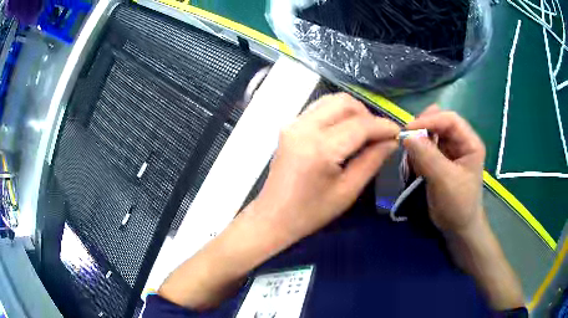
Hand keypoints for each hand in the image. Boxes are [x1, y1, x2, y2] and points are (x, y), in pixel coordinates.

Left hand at [252, 93, 399, 243]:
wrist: (273, 216)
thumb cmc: (311, 212)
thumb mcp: (348, 191)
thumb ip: (372, 160)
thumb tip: (391, 141)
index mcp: (320, 148)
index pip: (360, 124)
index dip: (383, 126)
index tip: (398, 132)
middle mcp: (304, 127)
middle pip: (345, 102)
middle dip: (368, 115)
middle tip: (379, 135)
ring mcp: (294, 124)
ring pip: (331, 101)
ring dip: (353, 112)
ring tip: (364, 133)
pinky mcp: (290, 126)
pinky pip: (319, 109)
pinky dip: (337, 114)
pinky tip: (345, 132)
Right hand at [402, 105, 484, 234]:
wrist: (457, 228)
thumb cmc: (458, 204)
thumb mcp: (444, 180)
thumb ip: (427, 156)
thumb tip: (406, 135)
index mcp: (470, 143)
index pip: (450, 119)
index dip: (429, 120)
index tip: (408, 130)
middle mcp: (460, 142)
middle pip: (439, 123)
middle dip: (422, 129)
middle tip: (406, 139)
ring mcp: (450, 151)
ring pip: (430, 135)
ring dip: (418, 143)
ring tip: (411, 159)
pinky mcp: (440, 161)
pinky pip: (425, 148)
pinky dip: (417, 153)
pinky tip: (414, 166)